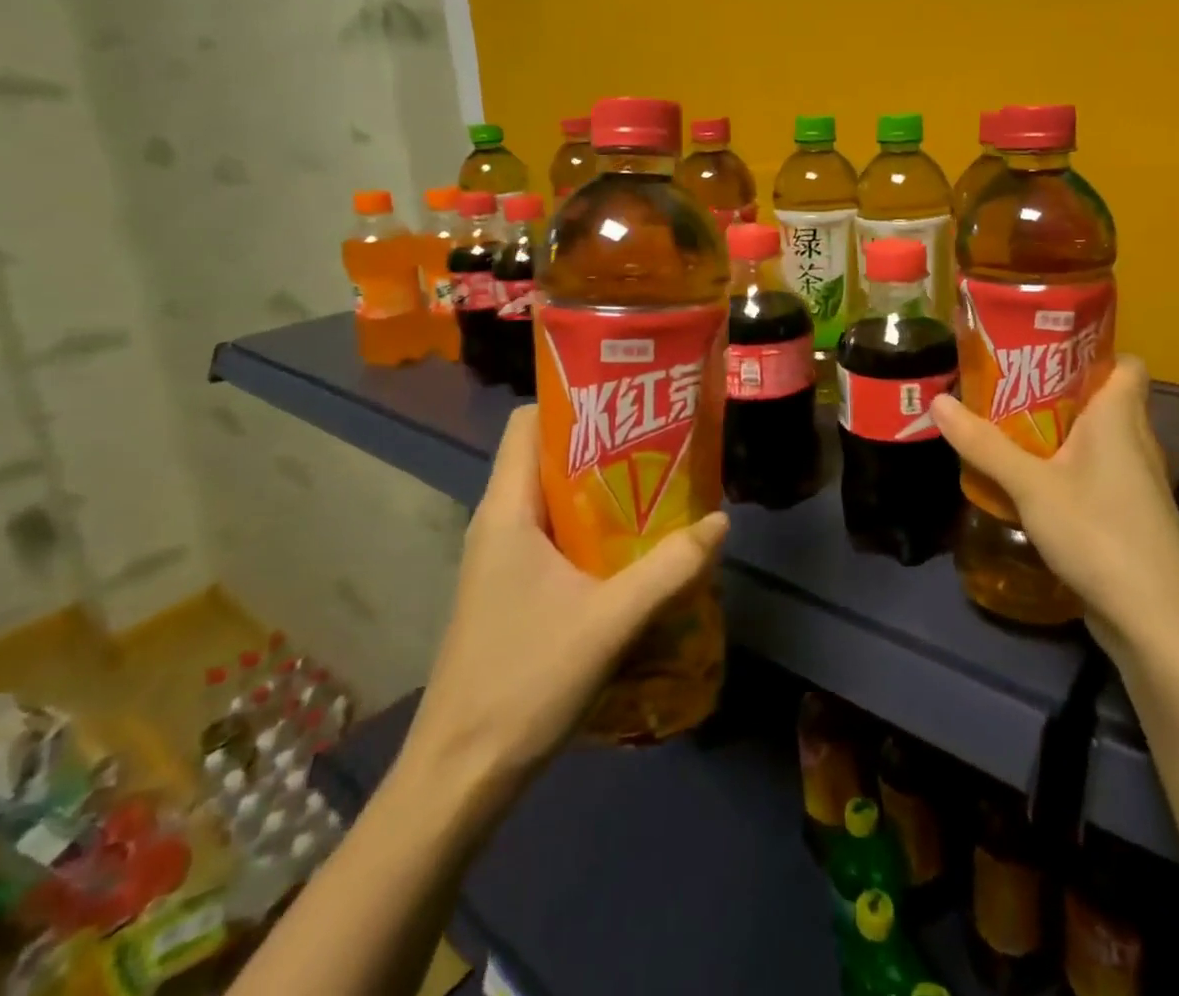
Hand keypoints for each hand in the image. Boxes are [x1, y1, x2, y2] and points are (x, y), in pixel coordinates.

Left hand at [399, 405, 727, 813]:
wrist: (458, 777)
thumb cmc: (524, 683)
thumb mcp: (610, 622)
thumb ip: (670, 568)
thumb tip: (720, 522)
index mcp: (506, 511)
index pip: (527, 423)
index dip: (573, 402)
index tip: (628, 401)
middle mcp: (498, 524)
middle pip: (547, 458)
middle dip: (603, 445)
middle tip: (662, 443)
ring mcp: (501, 560)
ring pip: (555, 501)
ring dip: (602, 492)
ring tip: (659, 488)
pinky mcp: (511, 590)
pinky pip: (554, 538)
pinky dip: (592, 531)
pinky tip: (635, 549)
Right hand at [931, 355, 1178, 657]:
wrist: (1156, 620)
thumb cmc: (1099, 533)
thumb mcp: (1030, 486)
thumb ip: (984, 444)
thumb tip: (937, 401)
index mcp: (1120, 418)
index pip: (1126, 363)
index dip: (1093, 350)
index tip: (1046, 349)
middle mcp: (1135, 441)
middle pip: (1102, 399)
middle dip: (1057, 389)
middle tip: (1007, 385)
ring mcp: (1135, 482)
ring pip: (1097, 439)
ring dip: (1058, 431)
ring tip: (1009, 426)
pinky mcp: (1128, 515)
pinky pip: (1095, 473)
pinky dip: (1066, 468)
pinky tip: (1030, 480)